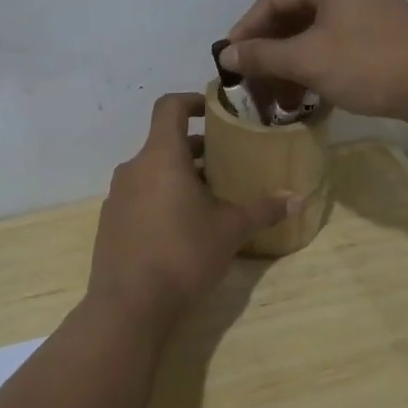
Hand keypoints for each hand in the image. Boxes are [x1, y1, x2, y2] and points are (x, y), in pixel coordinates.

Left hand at [86, 93, 295, 324]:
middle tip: (227, 163)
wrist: (129, 307)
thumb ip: (263, 210)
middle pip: (164, 143)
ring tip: (210, 198)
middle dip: (196, 149)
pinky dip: (161, 199)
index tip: (215, 110)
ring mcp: (117, 197)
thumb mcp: (231, 230)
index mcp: (160, 157)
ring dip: (179, 176)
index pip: (170, 107)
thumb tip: (298, 199)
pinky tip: (182, 229)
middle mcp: (133, 168)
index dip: (193, 101)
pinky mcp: (109, 223)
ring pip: (152, 172)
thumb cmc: (183, 254)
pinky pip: (139, 197)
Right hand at [220, 0, 407, 121]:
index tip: (229, 60)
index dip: (246, 29)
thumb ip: (262, 55)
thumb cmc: (366, 62)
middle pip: (293, 15)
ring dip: (291, 64)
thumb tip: (226, 56)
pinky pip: (334, 43)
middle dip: (269, 52)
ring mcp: (368, 9)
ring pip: (314, 33)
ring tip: (276, 97)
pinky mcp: (380, 33)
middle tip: (251, 81)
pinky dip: (314, 66)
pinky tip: (304, 94)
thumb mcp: (307, 59)